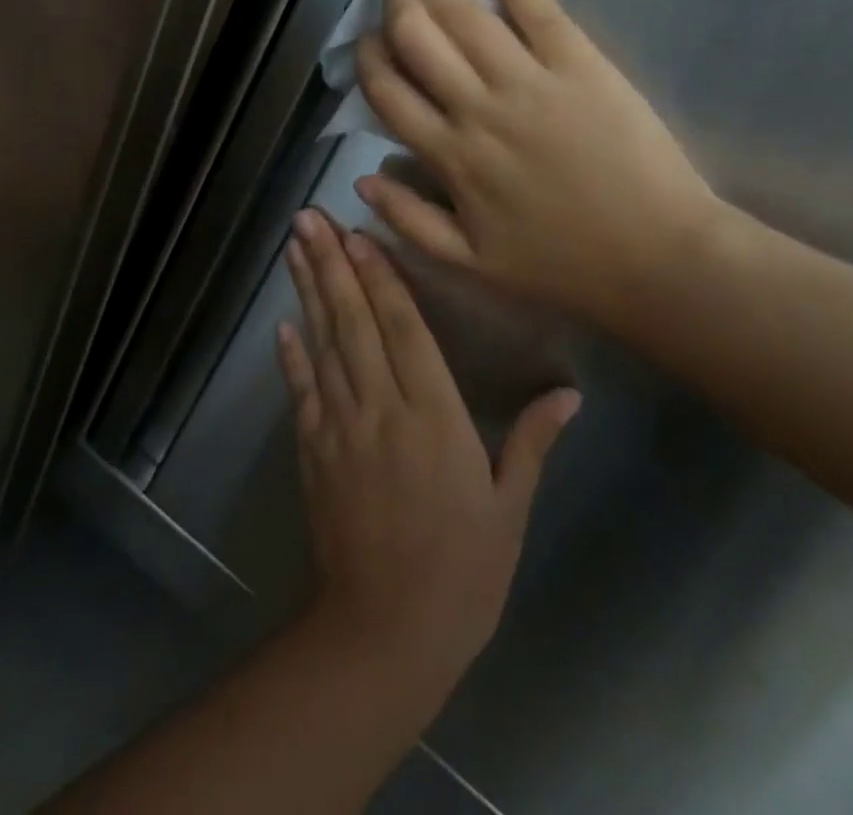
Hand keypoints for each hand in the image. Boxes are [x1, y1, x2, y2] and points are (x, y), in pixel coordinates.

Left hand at [277, 210, 579, 696]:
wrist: (385, 633)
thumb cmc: (463, 572)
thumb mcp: (509, 508)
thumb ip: (533, 441)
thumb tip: (570, 392)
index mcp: (434, 415)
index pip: (403, 328)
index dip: (380, 277)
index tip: (359, 234)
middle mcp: (381, 407)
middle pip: (354, 321)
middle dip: (332, 264)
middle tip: (309, 218)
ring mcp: (340, 427)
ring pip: (323, 344)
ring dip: (307, 292)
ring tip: (294, 248)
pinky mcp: (314, 450)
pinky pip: (301, 391)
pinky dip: (290, 355)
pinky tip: (282, 324)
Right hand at [352, 0, 723, 332]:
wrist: (658, 259)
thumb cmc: (563, 266)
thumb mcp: (472, 264)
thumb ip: (410, 221)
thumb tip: (360, 175)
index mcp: (450, 157)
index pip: (388, 91)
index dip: (368, 56)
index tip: (367, 38)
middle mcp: (479, 109)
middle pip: (418, 38)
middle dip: (395, 1)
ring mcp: (531, 83)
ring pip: (467, 15)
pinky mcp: (583, 66)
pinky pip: (542, 13)